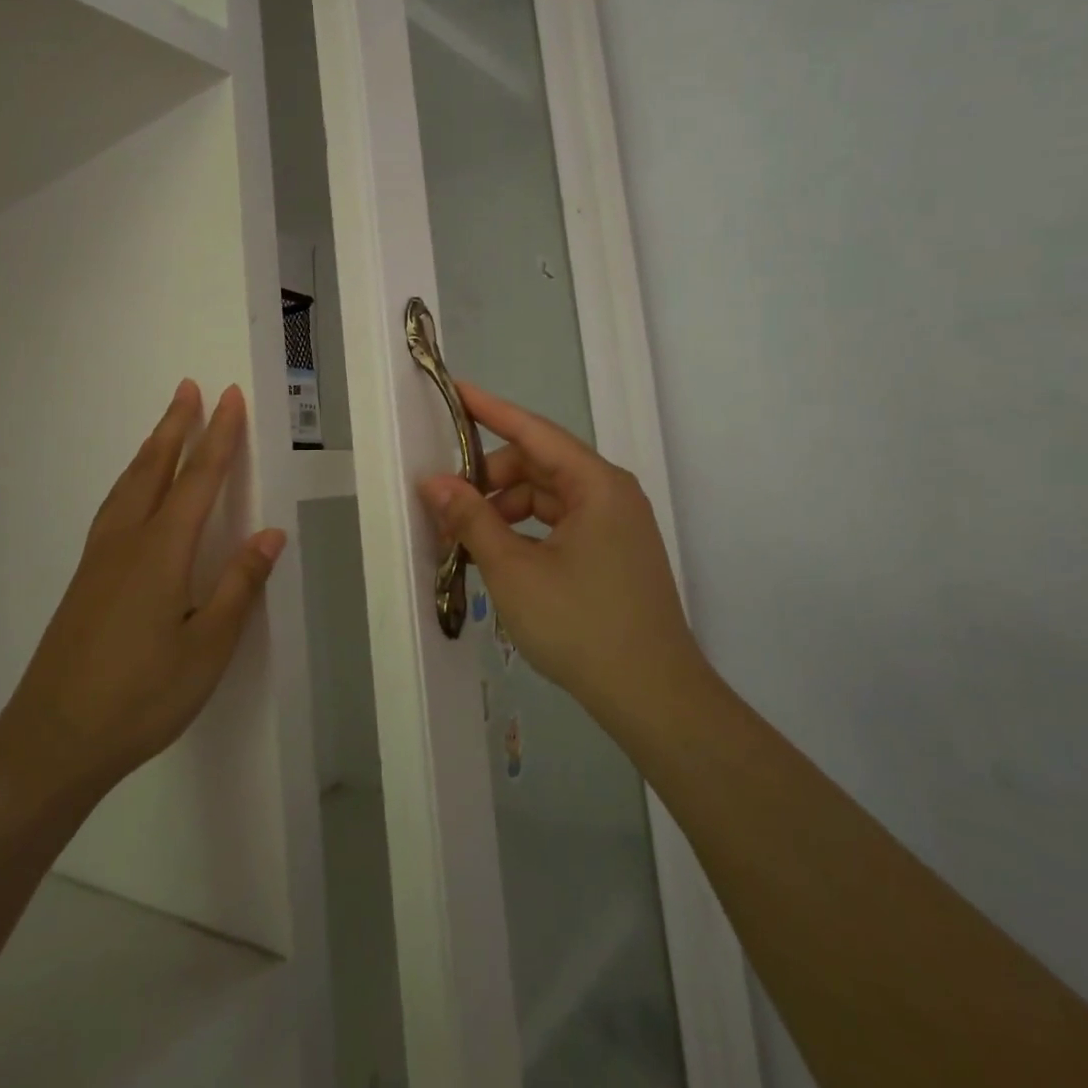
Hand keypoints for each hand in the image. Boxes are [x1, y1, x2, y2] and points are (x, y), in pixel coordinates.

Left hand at [0, 381, 284, 795]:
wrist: (52, 740)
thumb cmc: (141, 696)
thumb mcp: (207, 647)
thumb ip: (239, 585)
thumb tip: (271, 533)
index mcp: (162, 551)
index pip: (199, 479)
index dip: (219, 436)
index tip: (230, 398)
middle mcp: (127, 541)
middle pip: (155, 468)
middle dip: (176, 425)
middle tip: (189, 388)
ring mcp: (100, 559)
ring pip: (128, 484)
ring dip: (152, 448)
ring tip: (166, 425)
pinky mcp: (85, 579)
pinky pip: (114, 507)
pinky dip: (132, 479)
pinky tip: (133, 491)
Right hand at [418, 383, 709, 723]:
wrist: (653, 698)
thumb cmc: (581, 625)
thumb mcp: (513, 570)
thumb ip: (472, 519)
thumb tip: (434, 482)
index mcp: (596, 484)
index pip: (533, 430)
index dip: (490, 410)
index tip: (455, 390)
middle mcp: (611, 494)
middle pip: (538, 465)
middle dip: (490, 478)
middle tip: (446, 503)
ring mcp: (616, 526)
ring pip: (547, 498)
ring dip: (504, 509)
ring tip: (466, 538)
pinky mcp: (613, 554)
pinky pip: (560, 525)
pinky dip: (526, 531)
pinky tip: (498, 557)